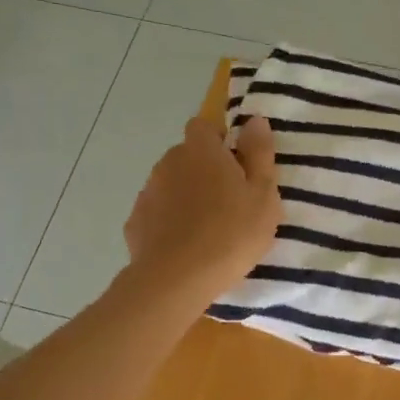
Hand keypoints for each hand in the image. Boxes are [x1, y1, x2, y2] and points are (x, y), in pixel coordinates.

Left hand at [124, 115, 280, 305]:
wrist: (177, 279)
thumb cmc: (231, 233)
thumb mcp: (263, 195)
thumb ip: (259, 154)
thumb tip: (255, 120)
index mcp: (201, 151)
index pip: (204, 127)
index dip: (219, 141)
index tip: (237, 166)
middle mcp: (169, 162)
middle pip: (187, 156)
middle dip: (205, 171)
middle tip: (230, 202)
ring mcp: (148, 192)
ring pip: (171, 184)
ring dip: (187, 196)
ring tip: (208, 229)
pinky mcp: (136, 222)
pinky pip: (158, 213)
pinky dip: (169, 222)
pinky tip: (185, 246)